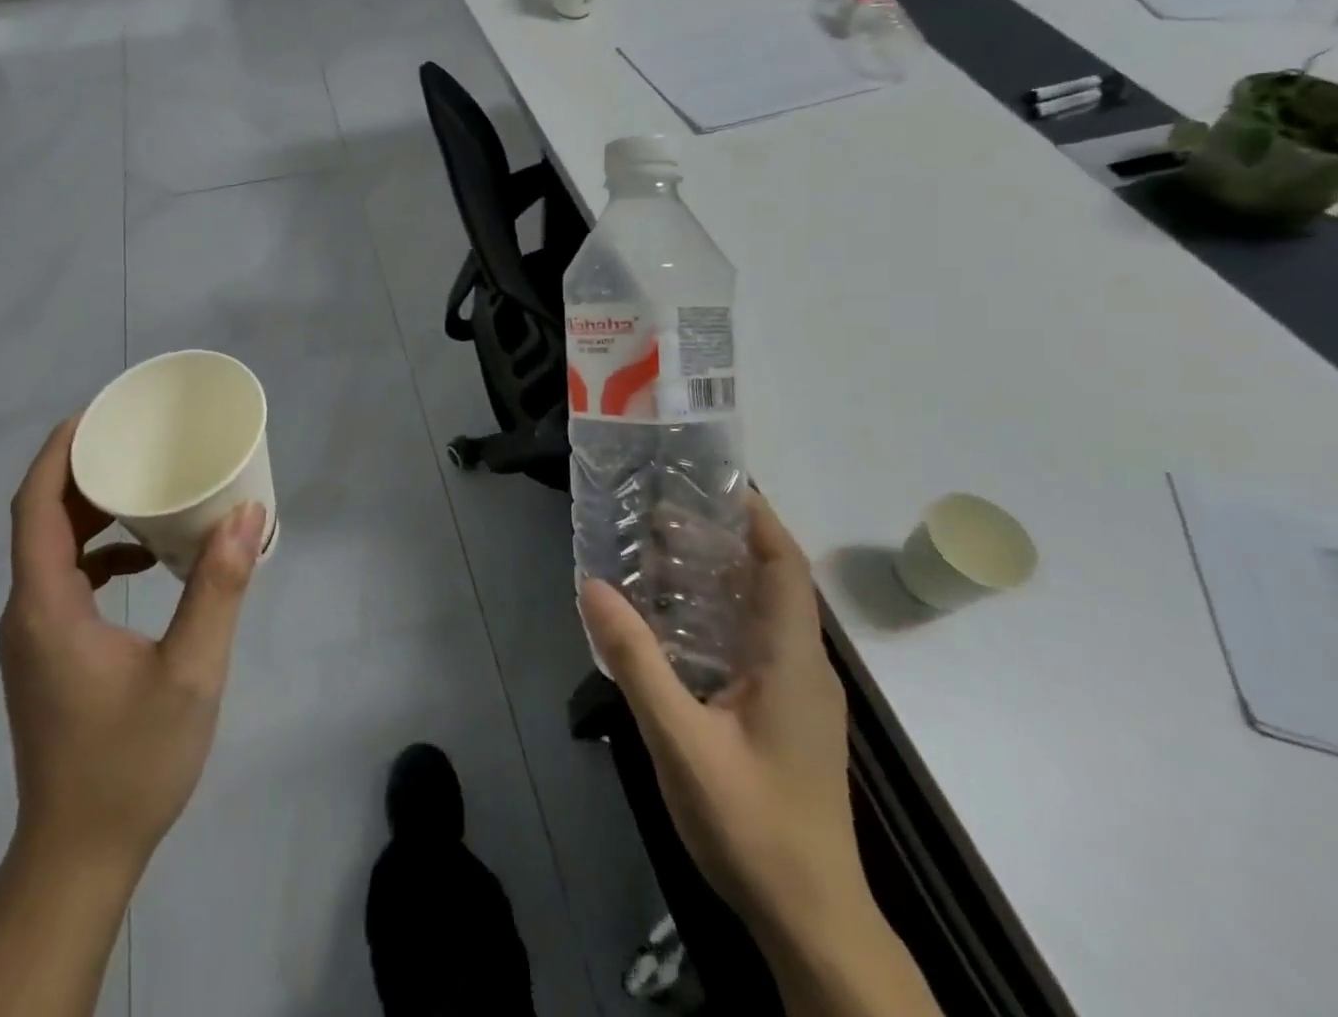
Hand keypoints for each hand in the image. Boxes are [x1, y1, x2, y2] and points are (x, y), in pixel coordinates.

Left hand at [0, 417, 264, 878]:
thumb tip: (246, 515)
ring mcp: (33, 636)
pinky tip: (146, 560)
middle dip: (82, 472)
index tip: (96, 414)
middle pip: (41, 520)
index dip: (59, 453)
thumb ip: (217, 590)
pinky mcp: (47, 655)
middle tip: (133, 439)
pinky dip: (99, 553)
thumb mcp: (190, 673)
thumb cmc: (130, 762)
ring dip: (91, 512)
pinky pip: (64, 580)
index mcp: (47, 607)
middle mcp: (27, 613)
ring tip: (144, 485)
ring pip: (51, 550)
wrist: (79, 856)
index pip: (35, 507)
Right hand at [580, 494, 862, 935]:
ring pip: (763, 614)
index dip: (758, 518)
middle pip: (773, 582)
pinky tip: (676, 623)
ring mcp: (799, 695)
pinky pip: (755, 644)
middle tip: (664, 512)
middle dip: (726, 540)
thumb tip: (592, 584)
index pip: (786, 566)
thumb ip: (636, 660)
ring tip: (661, 553)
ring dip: (720, 577)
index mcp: (793, 660)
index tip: (714, 482)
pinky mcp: (786, 717)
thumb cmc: (752, 824)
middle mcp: (805, 667)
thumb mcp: (681, 739)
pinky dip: (719, 615)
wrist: (812, 922)